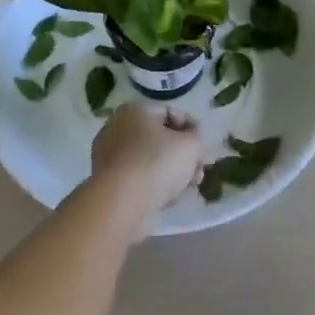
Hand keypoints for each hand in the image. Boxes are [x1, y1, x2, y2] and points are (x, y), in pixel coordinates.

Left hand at [91, 101, 202, 232]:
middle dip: (184, 156)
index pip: (171, 113)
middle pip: (160, 139)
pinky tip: (171, 199)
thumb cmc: (157, 163)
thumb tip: (194, 139)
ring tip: (190, 188)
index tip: (205, 148)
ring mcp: (110, 156)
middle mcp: (118, 128)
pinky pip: (138, 178)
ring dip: (173, 173)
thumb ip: (197, 138)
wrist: (121, 203)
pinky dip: (155, 185)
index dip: (192, 130)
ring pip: (150, 160)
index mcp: (135, 111)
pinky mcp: (108, 182)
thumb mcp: (190, 145)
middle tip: (200, 171)